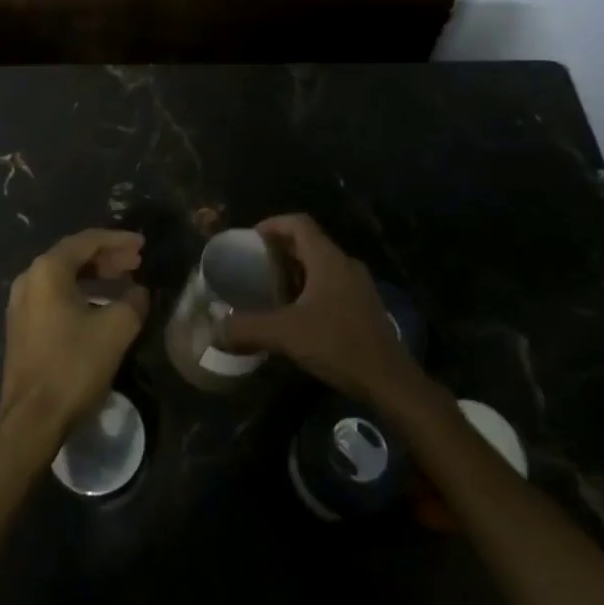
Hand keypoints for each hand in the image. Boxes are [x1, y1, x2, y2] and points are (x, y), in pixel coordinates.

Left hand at [0, 229, 148, 448]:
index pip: (87, 241)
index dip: (118, 240)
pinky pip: (55, 296)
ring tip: (124, 280)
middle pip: (73, 256)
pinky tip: (101, 305)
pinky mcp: (22, 326)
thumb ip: (133, 301)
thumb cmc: (73, 365)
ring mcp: (21, 303)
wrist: (31, 418)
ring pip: (64, 277)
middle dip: (107, 256)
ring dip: (95, 275)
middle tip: (136, 261)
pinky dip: (80, 292)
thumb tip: (139, 292)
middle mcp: (29, 279)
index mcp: (48, 270)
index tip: (142, 244)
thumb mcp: (115, 329)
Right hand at [218, 214, 425, 404]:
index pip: (298, 223)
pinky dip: (310, 288)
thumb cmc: (338, 345)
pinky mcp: (365, 306)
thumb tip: (213, 331)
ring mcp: (359, 285)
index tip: (249, 239)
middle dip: (280, 250)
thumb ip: (247, 328)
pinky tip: (297, 314)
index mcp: (328, 259)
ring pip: (321, 265)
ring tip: (270, 289)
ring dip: (295, 271)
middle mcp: (345, 264)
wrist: (390, 381)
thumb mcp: (285, 334)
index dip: (272, 225)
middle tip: (254, 265)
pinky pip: (332, 284)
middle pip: (309, 242)